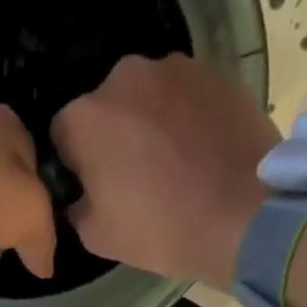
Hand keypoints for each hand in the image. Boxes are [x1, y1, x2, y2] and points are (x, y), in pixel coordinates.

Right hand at [52, 55, 279, 290]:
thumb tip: (83, 195)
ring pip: (147, 98)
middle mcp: (124, 77)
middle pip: (106, 107)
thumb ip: (77, 207)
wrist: (243, 215)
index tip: (94, 188)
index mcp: (85, 116)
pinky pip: (186, 96)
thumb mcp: (97, 237)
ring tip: (173, 165)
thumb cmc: (161, 229)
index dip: (75, 163)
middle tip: (135, 177)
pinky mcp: (216, 72)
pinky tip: (200, 153)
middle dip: (114, 136)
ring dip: (150, 124)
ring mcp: (175, 69)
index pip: (62, 133)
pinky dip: (186, 119)